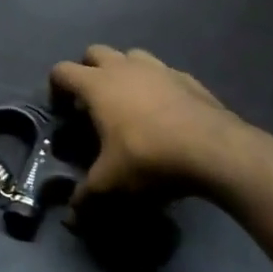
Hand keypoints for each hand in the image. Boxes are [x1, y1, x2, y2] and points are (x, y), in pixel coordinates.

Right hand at [49, 45, 249, 202]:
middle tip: (93, 102)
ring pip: (131, 56)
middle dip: (89, 71)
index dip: (56, 88)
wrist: (216, 151)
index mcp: (97, 85)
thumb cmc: (150, 158)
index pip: (62, 71)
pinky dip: (157, 85)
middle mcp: (124, 68)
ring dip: (124, 71)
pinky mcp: (188, 78)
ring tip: (128, 101)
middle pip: (95, 53)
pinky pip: (164, 73)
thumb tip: (70, 219)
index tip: (62, 110)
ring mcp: (159, 69)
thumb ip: (86, 197)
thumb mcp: (111, 183)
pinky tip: (164, 112)